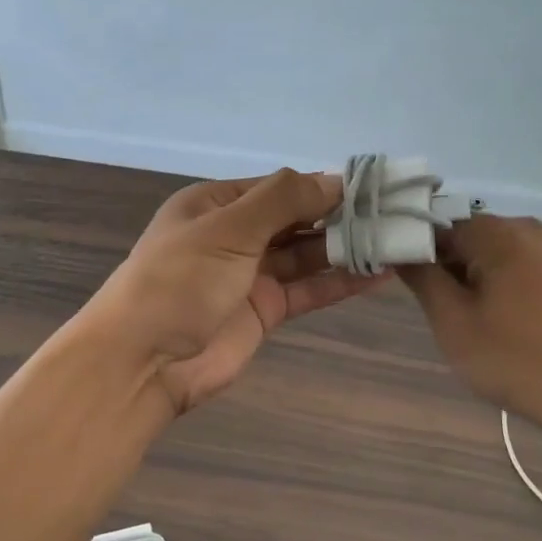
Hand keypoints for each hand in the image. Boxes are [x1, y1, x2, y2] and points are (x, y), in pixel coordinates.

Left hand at [90, 169, 388, 413]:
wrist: (144, 360)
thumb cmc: (179, 280)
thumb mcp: (228, 228)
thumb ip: (283, 200)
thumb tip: (335, 179)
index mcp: (215, 204)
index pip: (278, 186)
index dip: (322, 185)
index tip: (372, 185)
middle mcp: (234, 235)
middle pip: (295, 219)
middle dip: (340, 216)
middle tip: (395, 213)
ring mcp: (249, 274)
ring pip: (306, 254)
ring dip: (347, 248)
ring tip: (397, 240)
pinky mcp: (264, 311)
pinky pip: (308, 289)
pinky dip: (340, 282)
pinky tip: (379, 274)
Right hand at [399, 215, 541, 441]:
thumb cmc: (516, 360)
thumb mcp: (453, 321)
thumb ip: (421, 277)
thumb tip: (399, 248)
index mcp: (496, 231)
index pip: (433, 224)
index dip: (410, 251)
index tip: (397, 284)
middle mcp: (523, 228)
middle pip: (460, 237)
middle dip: (439, 269)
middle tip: (433, 313)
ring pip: (482, 256)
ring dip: (463, 282)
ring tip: (462, 324)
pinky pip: (507, 269)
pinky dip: (489, 289)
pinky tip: (491, 325)